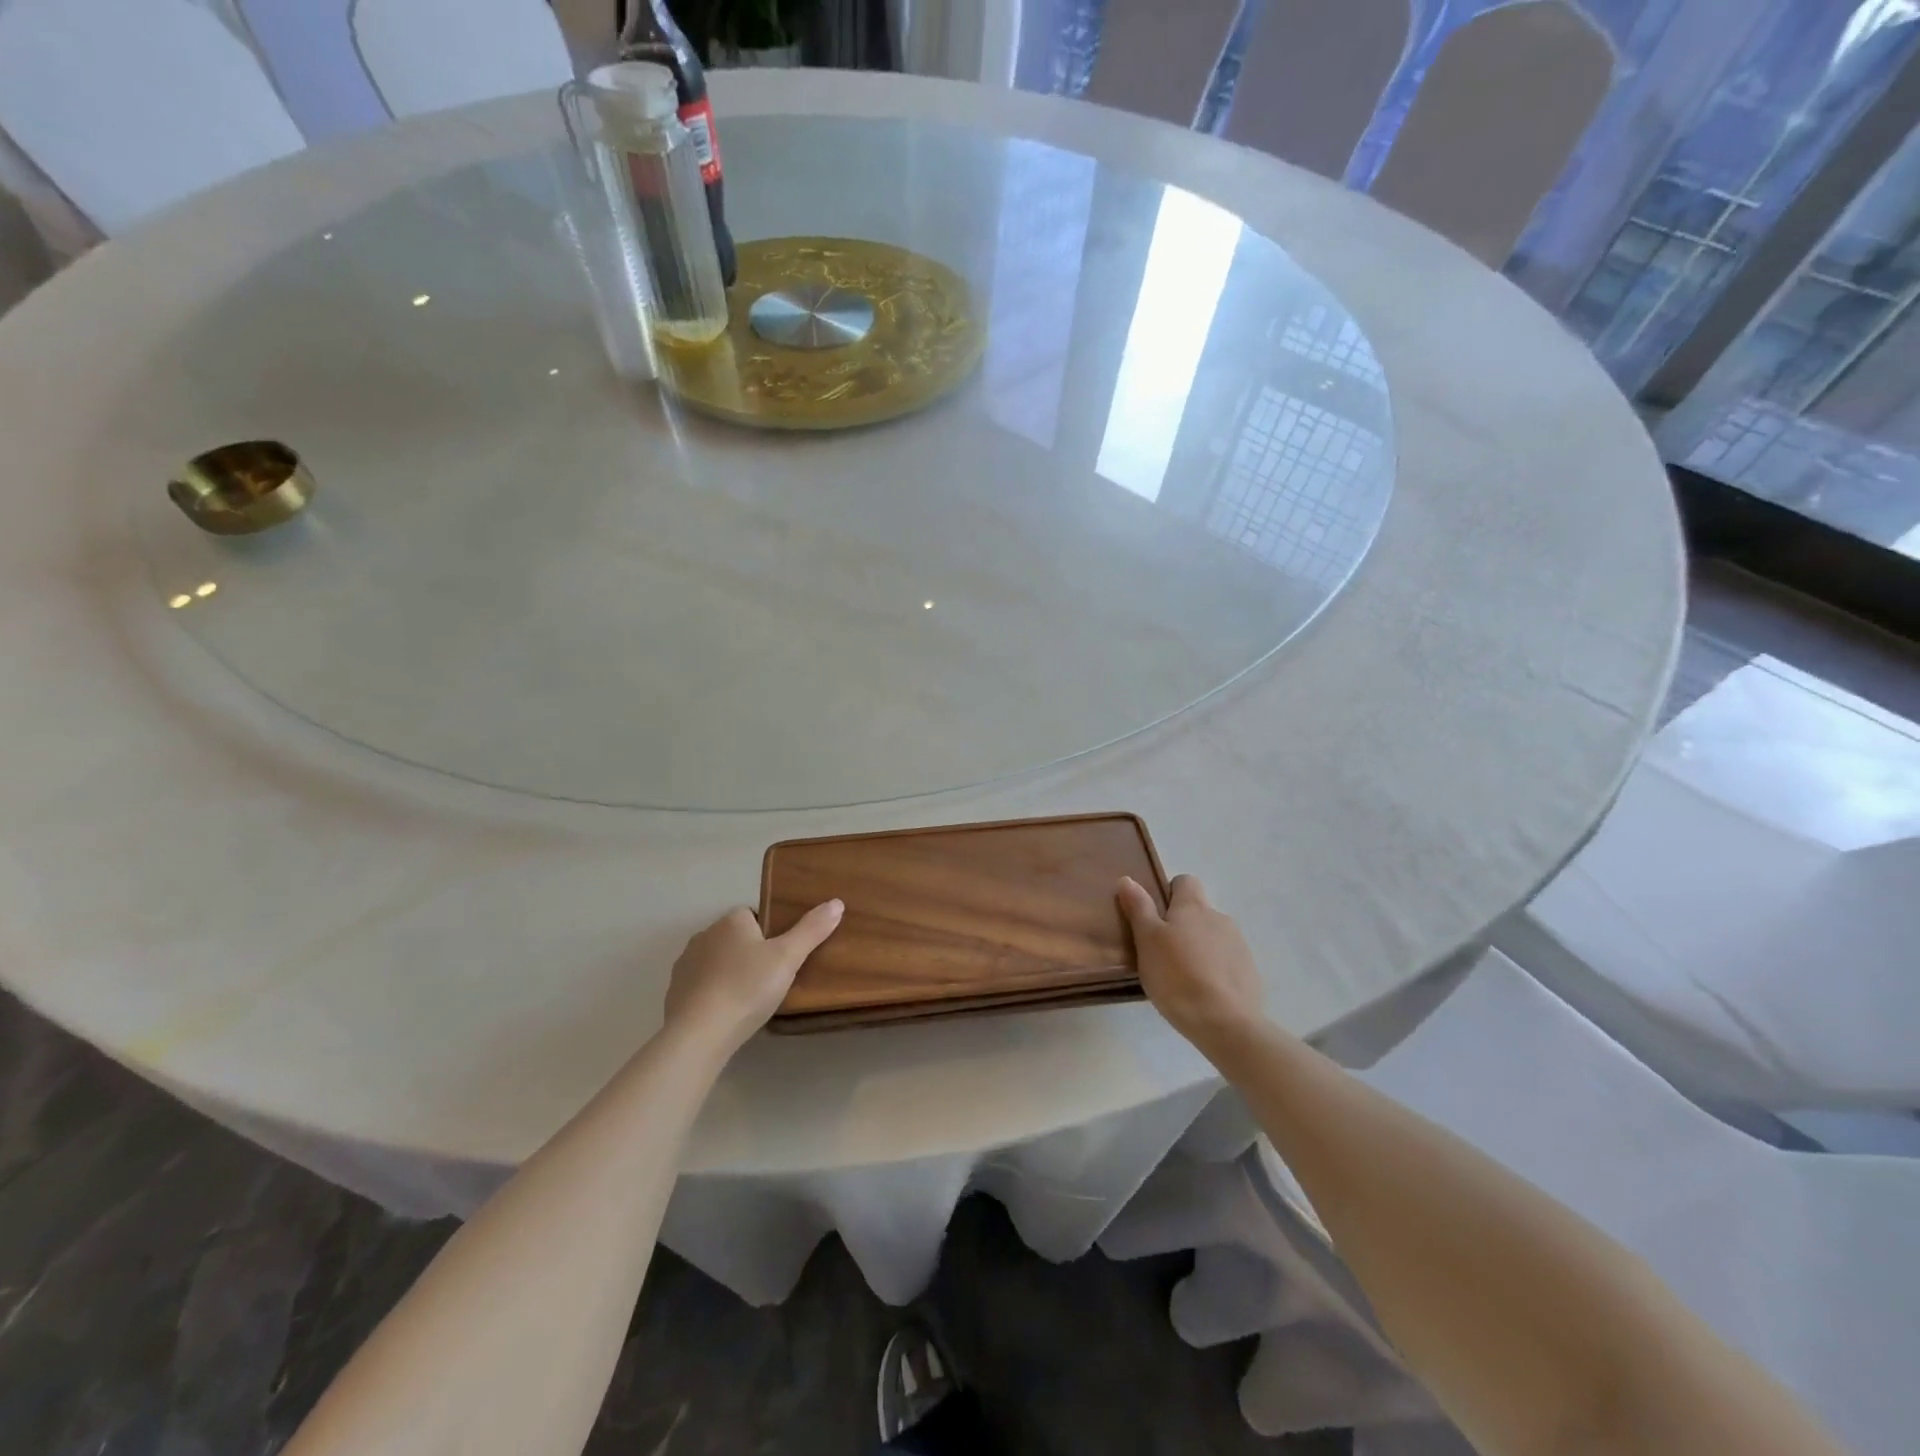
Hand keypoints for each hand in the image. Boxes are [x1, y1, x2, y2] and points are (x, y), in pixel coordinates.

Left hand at [662, 901, 842, 1055]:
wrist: (699, 1033)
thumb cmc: (747, 988)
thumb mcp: (788, 958)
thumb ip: (812, 930)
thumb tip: (836, 902)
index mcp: (731, 921)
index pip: (753, 915)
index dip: (769, 933)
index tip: (782, 956)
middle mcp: (704, 935)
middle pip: (734, 938)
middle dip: (749, 953)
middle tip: (771, 979)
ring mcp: (685, 964)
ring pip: (716, 961)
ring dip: (729, 973)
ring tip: (749, 998)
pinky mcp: (674, 992)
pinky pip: (700, 985)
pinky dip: (713, 994)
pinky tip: (726, 1013)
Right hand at [1118, 875, 1263, 1053]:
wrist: (1227, 1023)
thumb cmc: (1177, 977)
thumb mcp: (1147, 941)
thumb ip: (1139, 908)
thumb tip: (1127, 879)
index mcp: (1193, 907)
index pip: (1185, 881)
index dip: (1169, 893)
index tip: (1155, 916)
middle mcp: (1219, 918)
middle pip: (1198, 911)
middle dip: (1182, 925)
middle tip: (1161, 952)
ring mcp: (1239, 946)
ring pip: (1213, 937)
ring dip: (1199, 948)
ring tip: (1181, 977)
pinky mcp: (1250, 973)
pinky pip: (1227, 962)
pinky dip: (1214, 971)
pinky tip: (1203, 993)